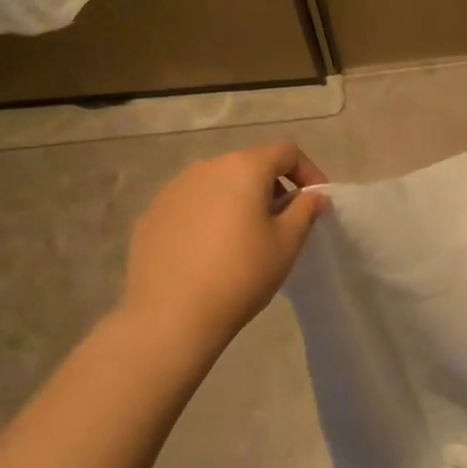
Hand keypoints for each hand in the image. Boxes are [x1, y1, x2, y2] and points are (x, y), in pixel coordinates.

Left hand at [119, 141, 328, 347]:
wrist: (170, 316)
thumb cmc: (241, 274)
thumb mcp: (287, 243)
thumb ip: (305, 210)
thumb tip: (315, 196)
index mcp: (243, 168)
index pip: (286, 151)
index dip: (308, 172)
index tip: (314, 203)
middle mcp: (206, 168)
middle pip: (249, 165)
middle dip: (272, 187)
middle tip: (282, 223)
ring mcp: (173, 189)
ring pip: (218, 184)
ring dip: (239, 201)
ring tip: (244, 239)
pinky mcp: (151, 215)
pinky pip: (191, 205)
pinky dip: (209, 217)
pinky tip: (209, 252)